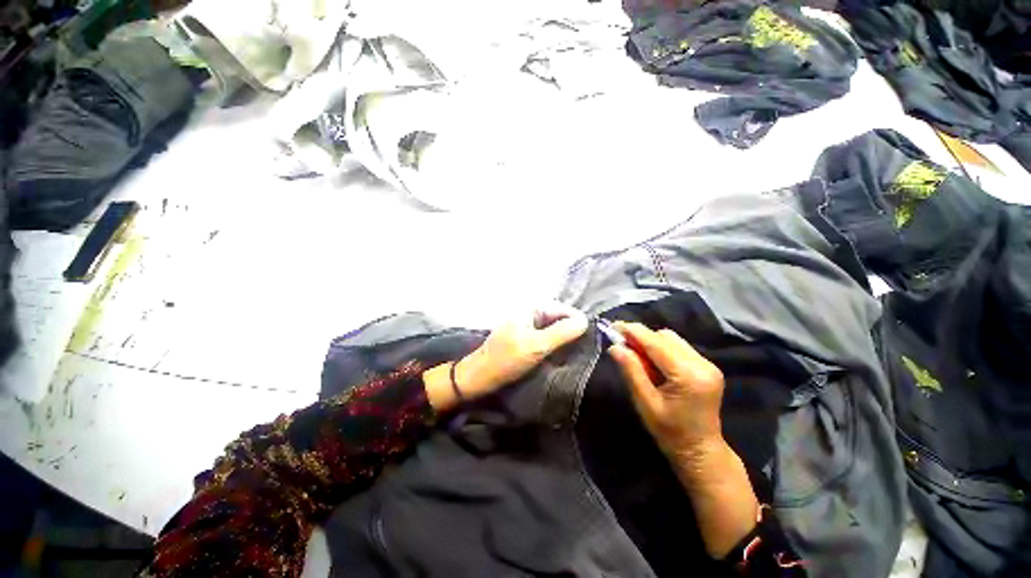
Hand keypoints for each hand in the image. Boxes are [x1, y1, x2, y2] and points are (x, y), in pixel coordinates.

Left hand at [424, 304, 588, 410]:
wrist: (479, 377)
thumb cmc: (506, 360)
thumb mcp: (536, 346)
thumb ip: (561, 333)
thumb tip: (585, 321)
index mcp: (530, 310)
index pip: (562, 309)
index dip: (577, 320)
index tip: (592, 336)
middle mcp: (529, 315)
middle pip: (557, 318)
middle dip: (572, 330)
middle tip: (587, 346)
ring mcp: (526, 328)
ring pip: (552, 329)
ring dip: (564, 338)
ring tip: (578, 351)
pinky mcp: (524, 340)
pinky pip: (545, 338)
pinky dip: (555, 345)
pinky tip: (562, 354)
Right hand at [607, 322, 725, 468]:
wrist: (701, 451)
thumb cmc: (669, 432)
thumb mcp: (645, 403)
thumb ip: (631, 371)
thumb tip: (614, 346)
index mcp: (688, 375)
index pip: (656, 343)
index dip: (633, 331)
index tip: (612, 326)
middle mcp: (702, 364)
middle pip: (665, 336)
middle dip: (641, 337)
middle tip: (622, 346)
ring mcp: (708, 364)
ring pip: (672, 339)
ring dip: (651, 342)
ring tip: (637, 357)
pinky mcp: (707, 367)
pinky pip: (679, 347)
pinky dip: (662, 349)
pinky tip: (653, 363)